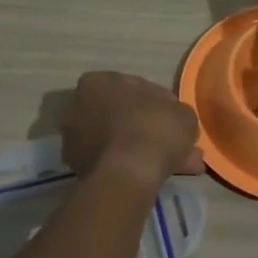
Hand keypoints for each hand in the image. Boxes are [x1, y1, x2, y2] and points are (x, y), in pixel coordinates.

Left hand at [58, 72, 203, 188]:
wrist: (129, 173)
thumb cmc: (154, 128)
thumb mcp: (182, 113)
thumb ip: (176, 112)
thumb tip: (174, 120)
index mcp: (97, 82)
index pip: (134, 88)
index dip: (159, 103)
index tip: (174, 118)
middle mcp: (78, 107)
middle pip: (123, 116)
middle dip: (149, 129)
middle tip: (176, 143)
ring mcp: (75, 140)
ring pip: (119, 142)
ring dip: (144, 150)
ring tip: (175, 165)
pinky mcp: (79, 168)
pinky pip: (114, 162)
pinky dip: (133, 166)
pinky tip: (157, 175)